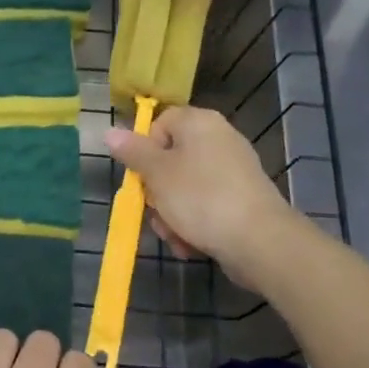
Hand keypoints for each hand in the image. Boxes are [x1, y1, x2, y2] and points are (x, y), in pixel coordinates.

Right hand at [106, 105, 301, 285]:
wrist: (258, 240)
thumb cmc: (200, 198)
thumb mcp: (157, 173)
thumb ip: (132, 152)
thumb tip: (110, 131)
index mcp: (199, 123)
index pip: (160, 123)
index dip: (144, 149)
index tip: (141, 176)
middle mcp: (219, 139)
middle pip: (170, 160)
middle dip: (157, 192)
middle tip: (156, 211)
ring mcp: (233, 170)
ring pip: (184, 188)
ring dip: (172, 214)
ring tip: (175, 235)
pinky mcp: (241, 199)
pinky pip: (205, 205)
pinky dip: (194, 223)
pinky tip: (191, 244)